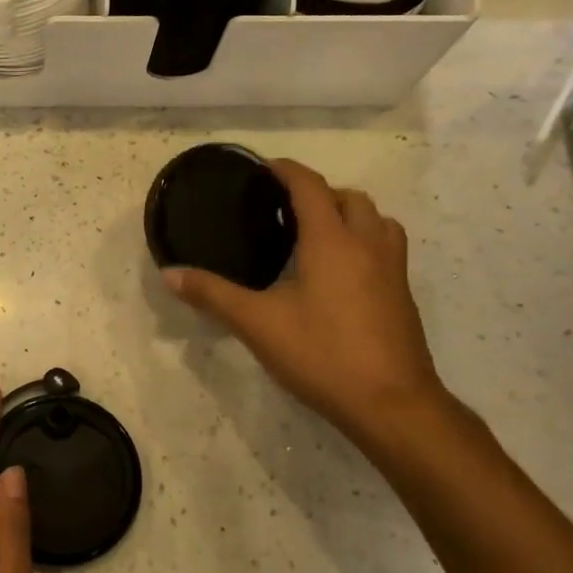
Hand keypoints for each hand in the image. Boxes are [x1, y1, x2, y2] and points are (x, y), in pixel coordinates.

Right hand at [165, 159, 453, 453]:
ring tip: (317, 235)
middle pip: (349, 198)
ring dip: (349, 215)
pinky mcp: (402, 296)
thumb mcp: (257, 324)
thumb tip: (170, 274)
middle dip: (318, 193)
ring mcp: (393, 270)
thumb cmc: (323, 354)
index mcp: (332, 241)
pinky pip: (386, 248)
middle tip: (285, 209)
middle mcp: (367, 245)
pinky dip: (364, 242)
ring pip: (376, 221)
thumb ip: (213, 294)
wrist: (392, 404)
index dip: (287, 171)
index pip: (310, 186)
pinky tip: (340, 274)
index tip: (264, 168)